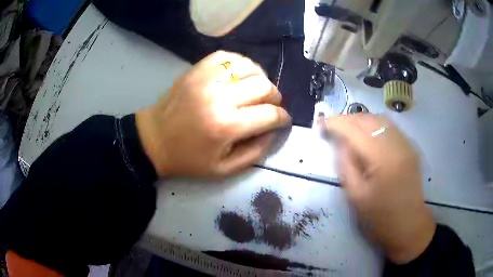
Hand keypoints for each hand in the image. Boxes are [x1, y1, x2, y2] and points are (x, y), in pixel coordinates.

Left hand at [136, 51, 290, 177]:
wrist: (155, 138)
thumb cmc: (188, 158)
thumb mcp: (224, 169)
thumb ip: (256, 152)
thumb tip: (274, 130)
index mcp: (227, 126)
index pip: (270, 114)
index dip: (283, 118)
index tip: (283, 120)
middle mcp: (220, 97)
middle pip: (265, 86)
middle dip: (275, 98)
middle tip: (270, 107)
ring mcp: (208, 78)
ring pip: (251, 67)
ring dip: (261, 79)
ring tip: (257, 91)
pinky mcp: (198, 69)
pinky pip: (230, 57)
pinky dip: (242, 65)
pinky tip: (240, 76)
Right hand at [322, 114, 435, 263]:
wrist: (409, 225)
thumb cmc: (380, 217)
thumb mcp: (356, 196)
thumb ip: (346, 166)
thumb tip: (340, 144)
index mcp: (382, 159)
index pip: (354, 130)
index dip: (335, 123)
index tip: (320, 124)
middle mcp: (396, 144)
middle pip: (368, 119)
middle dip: (347, 119)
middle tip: (332, 127)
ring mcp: (406, 144)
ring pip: (380, 119)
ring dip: (361, 120)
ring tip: (348, 129)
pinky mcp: (410, 147)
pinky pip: (390, 127)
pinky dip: (375, 125)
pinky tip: (368, 135)